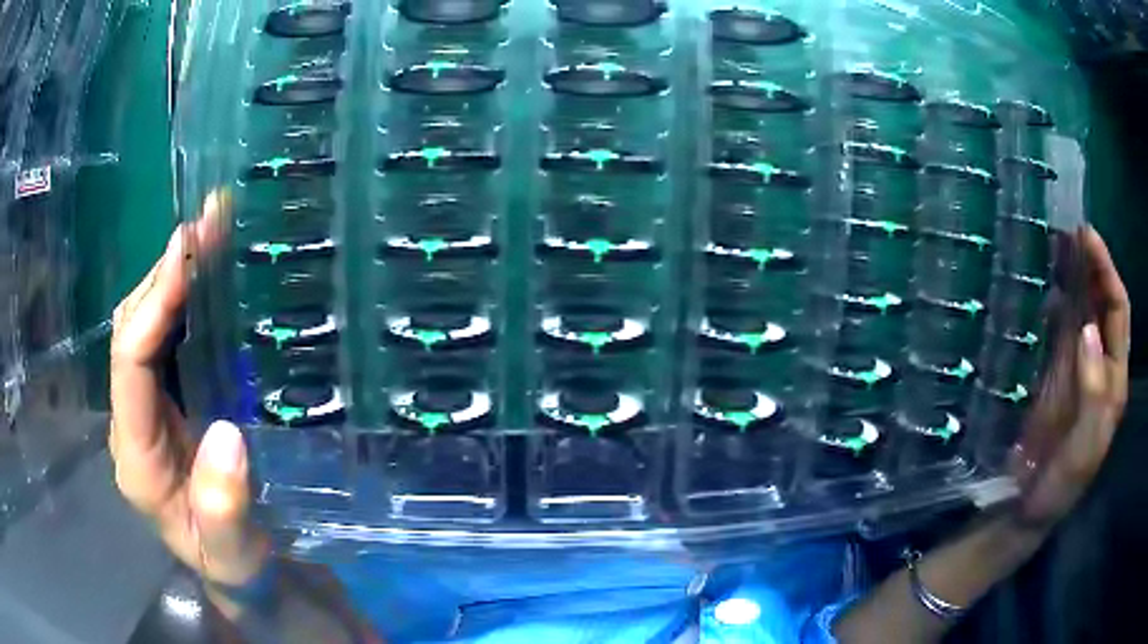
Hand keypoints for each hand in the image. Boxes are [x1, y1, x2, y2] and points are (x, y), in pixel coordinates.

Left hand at [108, 191, 269, 589]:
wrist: (235, 569)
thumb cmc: (234, 563)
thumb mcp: (234, 553)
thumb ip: (224, 509)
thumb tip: (226, 433)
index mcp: (136, 457)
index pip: (129, 364)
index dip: (154, 305)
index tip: (190, 254)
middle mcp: (131, 421)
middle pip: (129, 329)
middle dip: (163, 271)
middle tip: (210, 222)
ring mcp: (145, 407)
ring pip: (142, 324)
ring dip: (172, 275)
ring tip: (212, 232)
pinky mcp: (165, 401)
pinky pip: (164, 338)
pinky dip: (183, 299)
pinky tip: (209, 275)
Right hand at [1012, 226, 1129, 531]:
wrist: (1026, 509)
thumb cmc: (1060, 485)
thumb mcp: (1083, 450)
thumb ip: (1094, 395)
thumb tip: (1088, 330)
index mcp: (1113, 381)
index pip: (1118, 312)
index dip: (1106, 271)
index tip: (1086, 236)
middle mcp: (1100, 365)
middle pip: (1102, 302)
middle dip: (1091, 262)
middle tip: (1068, 228)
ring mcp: (1078, 367)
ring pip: (1082, 308)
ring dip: (1074, 274)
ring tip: (1055, 242)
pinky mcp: (1055, 373)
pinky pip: (1060, 327)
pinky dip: (1055, 299)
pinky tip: (1045, 284)